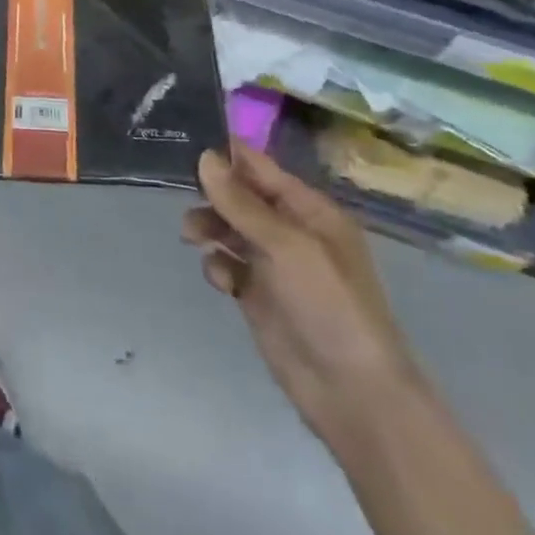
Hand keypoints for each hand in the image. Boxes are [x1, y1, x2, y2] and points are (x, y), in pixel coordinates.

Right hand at [184, 146, 425, 446]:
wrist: (352, 392)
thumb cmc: (329, 305)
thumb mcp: (287, 245)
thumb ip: (241, 202)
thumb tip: (204, 156)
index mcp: (309, 210)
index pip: (259, 167)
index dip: (224, 154)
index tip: (182, 142)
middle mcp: (290, 230)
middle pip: (238, 196)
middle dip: (210, 193)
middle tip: (183, 196)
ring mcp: (273, 264)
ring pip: (227, 228)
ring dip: (208, 227)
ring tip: (193, 238)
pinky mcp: (257, 294)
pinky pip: (226, 264)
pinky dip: (218, 266)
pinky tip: (223, 281)